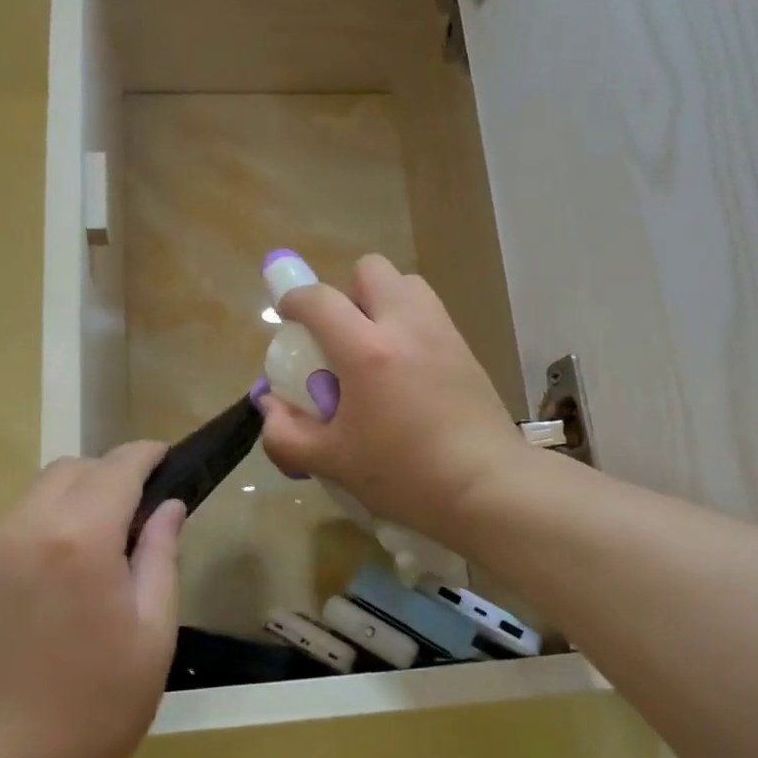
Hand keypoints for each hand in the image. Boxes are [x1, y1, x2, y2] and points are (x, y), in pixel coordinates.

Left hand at [0, 443, 183, 757]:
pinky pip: (8, 533)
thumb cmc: (86, 718)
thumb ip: (161, 560)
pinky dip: (40, 534)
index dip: (146, 454)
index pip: (117, 467)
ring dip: (72, 504)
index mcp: (78, 540)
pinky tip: (49, 589)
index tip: (165, 458)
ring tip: (93, 556)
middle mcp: (23, 529)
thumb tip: (167, 508)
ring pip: (35, 497)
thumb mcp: (151, 641)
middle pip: (71, 470)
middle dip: (109, 475)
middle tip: (136, 515)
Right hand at [260, 254, 532, 547]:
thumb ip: (287, 433)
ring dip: (383, 302)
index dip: (294, 300)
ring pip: (407, 284)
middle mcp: (406, 326)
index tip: (287, 314)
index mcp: (367, 350)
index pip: (319, 300)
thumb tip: (270, 407)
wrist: (486, 487)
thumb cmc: (404, 475)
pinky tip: (406, 371)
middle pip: (371, 270)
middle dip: (347, 291)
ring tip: (374, 347)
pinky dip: (409, 324)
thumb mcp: (332, 461)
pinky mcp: (466, 349)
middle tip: (340, 334)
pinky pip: (430, 314)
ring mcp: (442, 333)